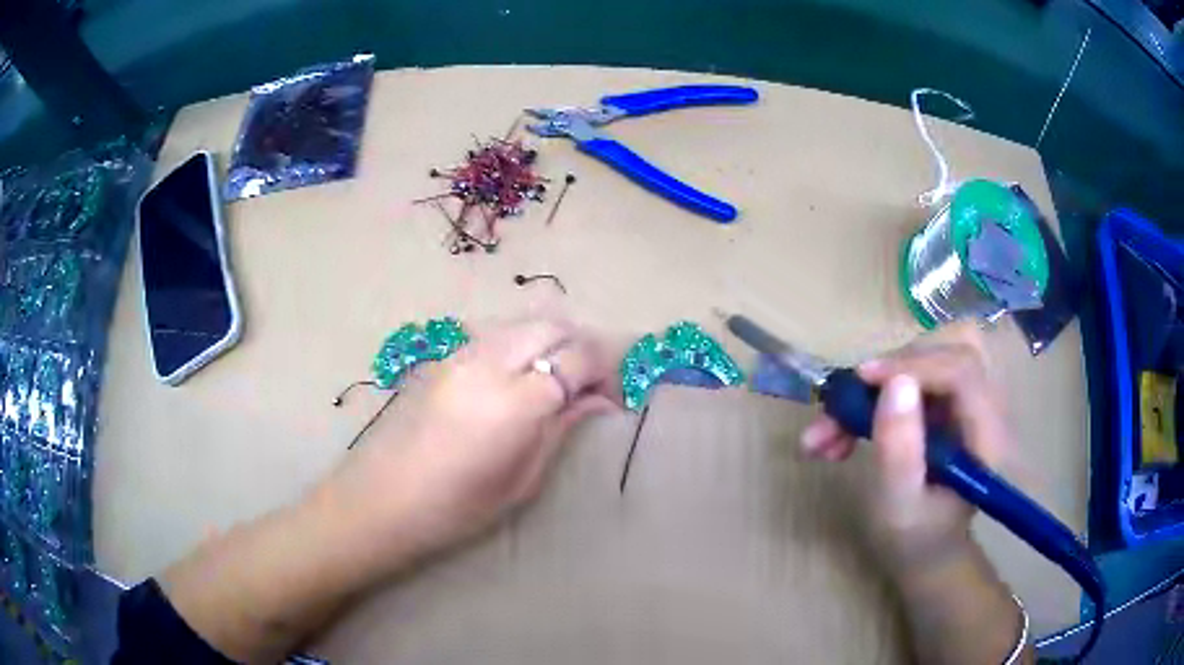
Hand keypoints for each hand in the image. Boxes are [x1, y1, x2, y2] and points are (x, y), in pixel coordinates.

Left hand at [324, 317, 621, 566]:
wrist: (380, 500)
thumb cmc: (454, 508)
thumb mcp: (520, 480)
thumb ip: (561, 429)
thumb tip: (597, 401)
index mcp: (513, 402)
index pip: (576, 357)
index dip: (605, 370)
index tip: (613, 397)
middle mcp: (488, 362)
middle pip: (552, 325)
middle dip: (581, 346)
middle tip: (591, 383)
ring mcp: (460, 354)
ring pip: (523, 322)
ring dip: (551, 340)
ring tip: (558, 377)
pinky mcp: (442, 356)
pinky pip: (495, 333)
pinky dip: (521, 343)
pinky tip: (520, 375)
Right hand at [799, 323, 1010, 573]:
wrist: (928, 552)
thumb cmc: (916, 541)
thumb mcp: (899, 507)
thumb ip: (899, 451)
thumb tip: (894, 384)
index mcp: (988, 437)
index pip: (963, 370)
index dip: (914, 364)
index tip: (862, 379)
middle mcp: (986, 407)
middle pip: (948, 349)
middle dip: (893, 370)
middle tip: (848, 406)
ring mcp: (969, 401)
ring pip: (930, 356)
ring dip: (880, 382)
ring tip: (836, 425)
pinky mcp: (950, 402)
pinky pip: (915, 376)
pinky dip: (877, 395)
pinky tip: (845, 428)